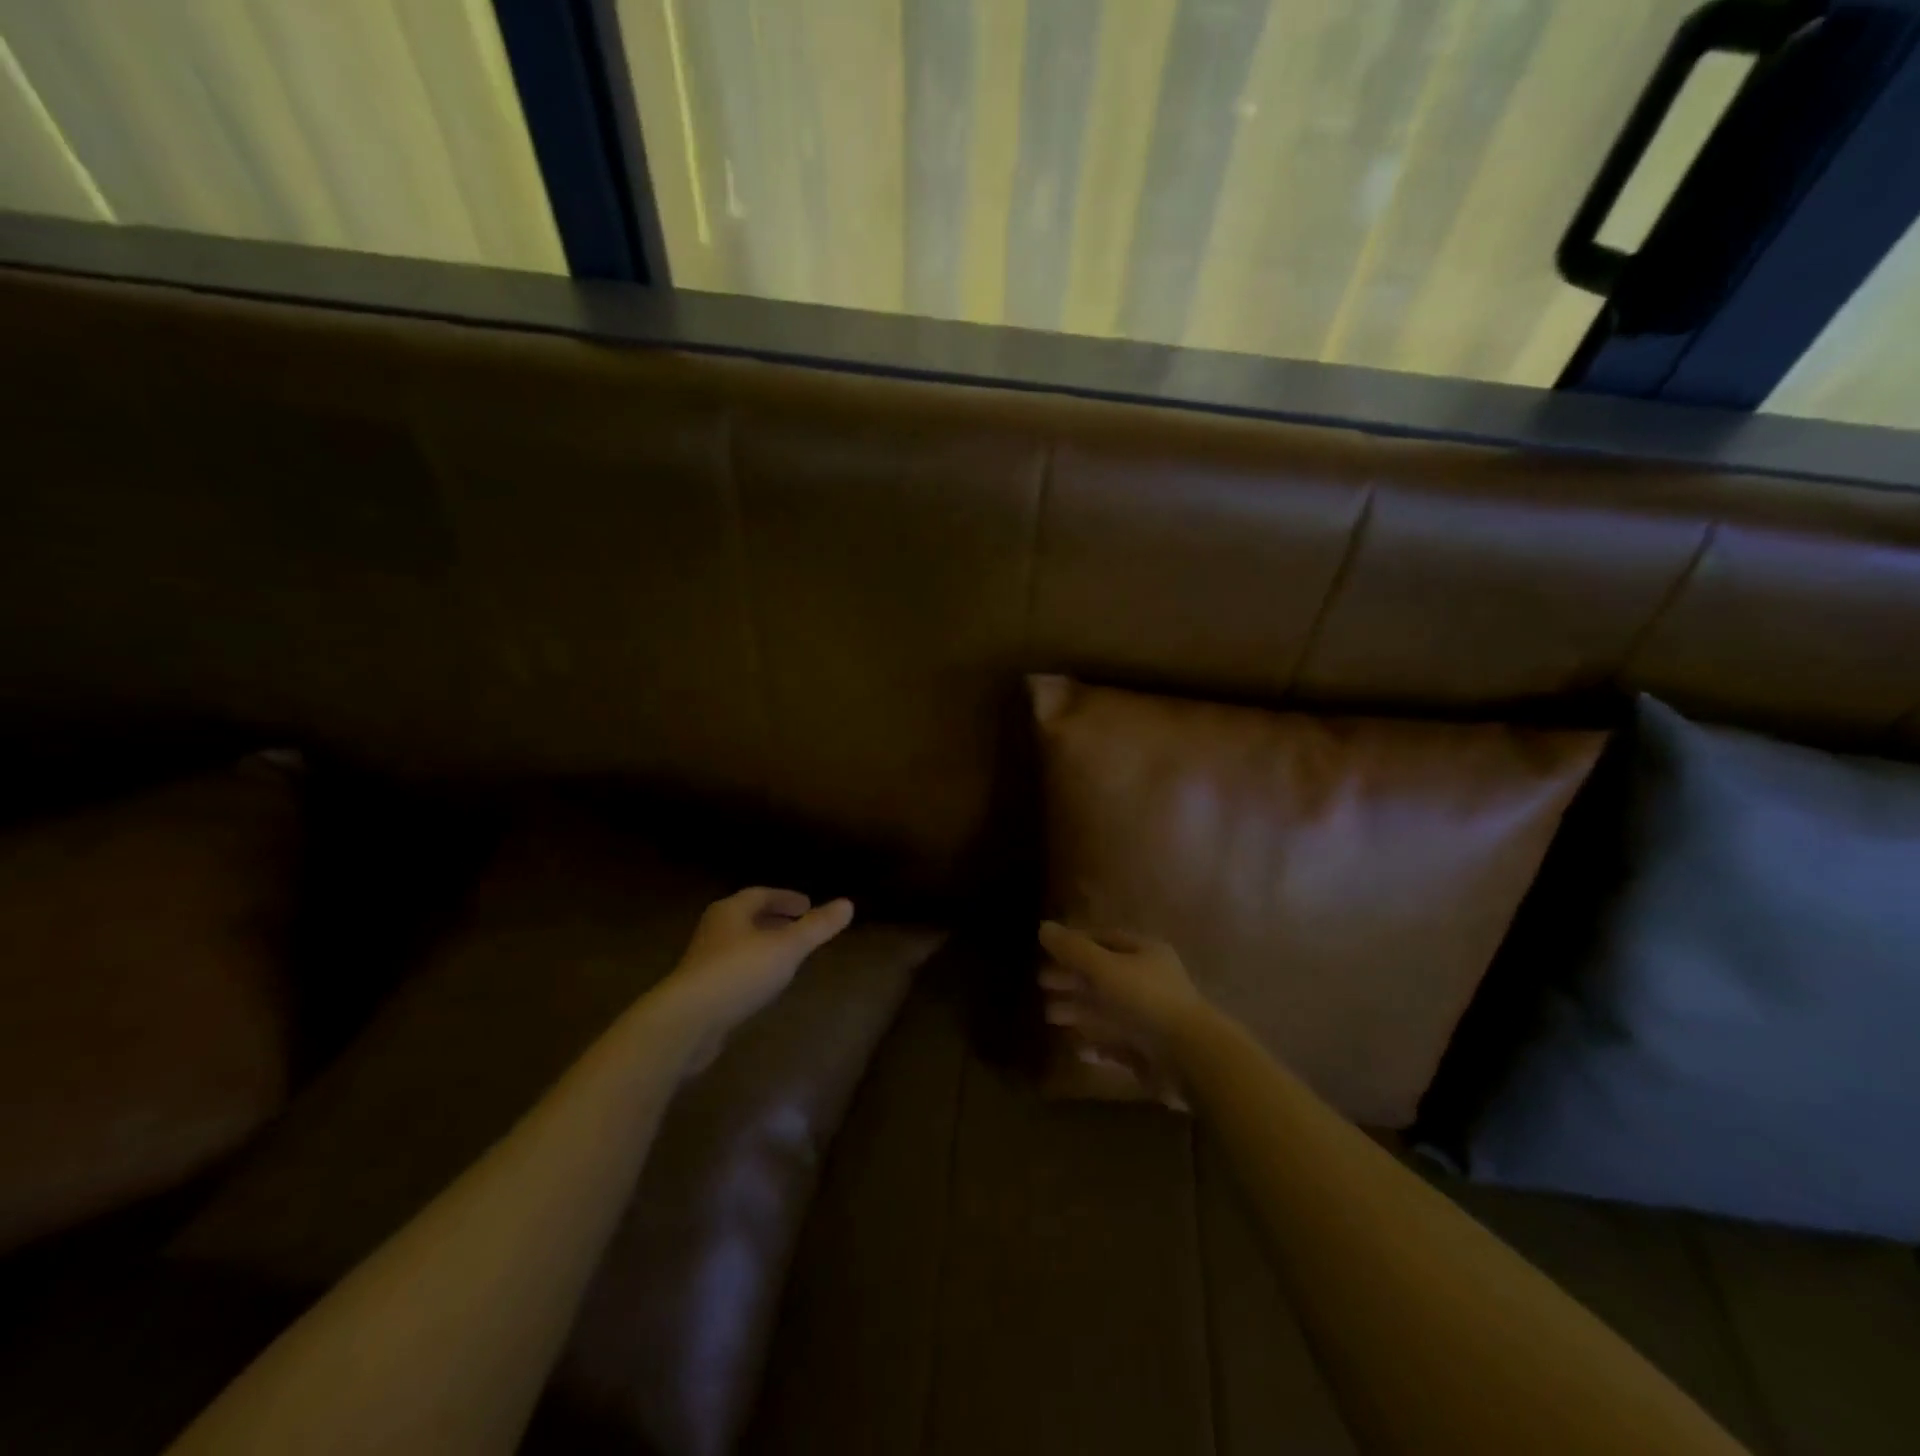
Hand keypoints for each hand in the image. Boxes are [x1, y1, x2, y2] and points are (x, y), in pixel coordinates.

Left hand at [659, 888, 853, 1049]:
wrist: (687, 1022)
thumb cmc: (739, 973)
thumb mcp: (787, 947)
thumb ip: (817, 927)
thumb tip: (848, 904)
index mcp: (731, 911)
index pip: (761, 894)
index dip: (786, 898)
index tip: (808, 905)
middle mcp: (714, 929)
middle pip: (747, 917)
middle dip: (774, 919)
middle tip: (800, 925)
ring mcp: (704, 961)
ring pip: (740, 943)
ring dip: (763, 944)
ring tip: (788, 954)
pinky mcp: (700, 990)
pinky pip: (733, 969)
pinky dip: (753, 968)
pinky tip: (765, 984)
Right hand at [1037, 922, 1208, 1106]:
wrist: (1191, 1057)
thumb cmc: (1146, 1000)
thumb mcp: (1104, 968)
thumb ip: (1073, 949)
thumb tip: (1043, 927)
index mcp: (1145, 953)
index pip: (1105, 939)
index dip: (1075, 942)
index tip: (1046, 950)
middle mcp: (1149, 981)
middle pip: (1104, 975)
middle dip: (1072, 978)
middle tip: (1041, 983)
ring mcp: (1151, 1017)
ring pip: (1108, 1010)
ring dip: (1079, 1011)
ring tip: (1049, 1016)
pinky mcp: (1151, 1051)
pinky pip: (1118, 1043)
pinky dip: (1097, 1043)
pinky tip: (1078, 1049)